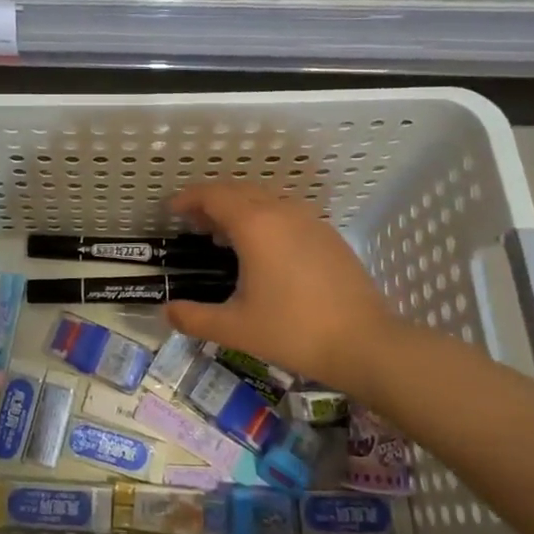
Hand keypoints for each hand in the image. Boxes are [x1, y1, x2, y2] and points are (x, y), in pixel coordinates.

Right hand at [165, 181, 412, 394]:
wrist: (365, 343)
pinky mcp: (328, 235)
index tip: (172, 210)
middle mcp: (281, 211)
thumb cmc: (293, 331)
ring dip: (239, 207)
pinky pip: (287, 212)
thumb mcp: (235, 329)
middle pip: (238, 190)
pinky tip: (264, 249)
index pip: (213, 195)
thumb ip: (194, 318)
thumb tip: (167, 312)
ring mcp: (310, 220)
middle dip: (211, 201)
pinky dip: (264, 217)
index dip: (189, 199)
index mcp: (255, 225)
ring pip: (265, 198)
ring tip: (224, 235)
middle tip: (193, 223)